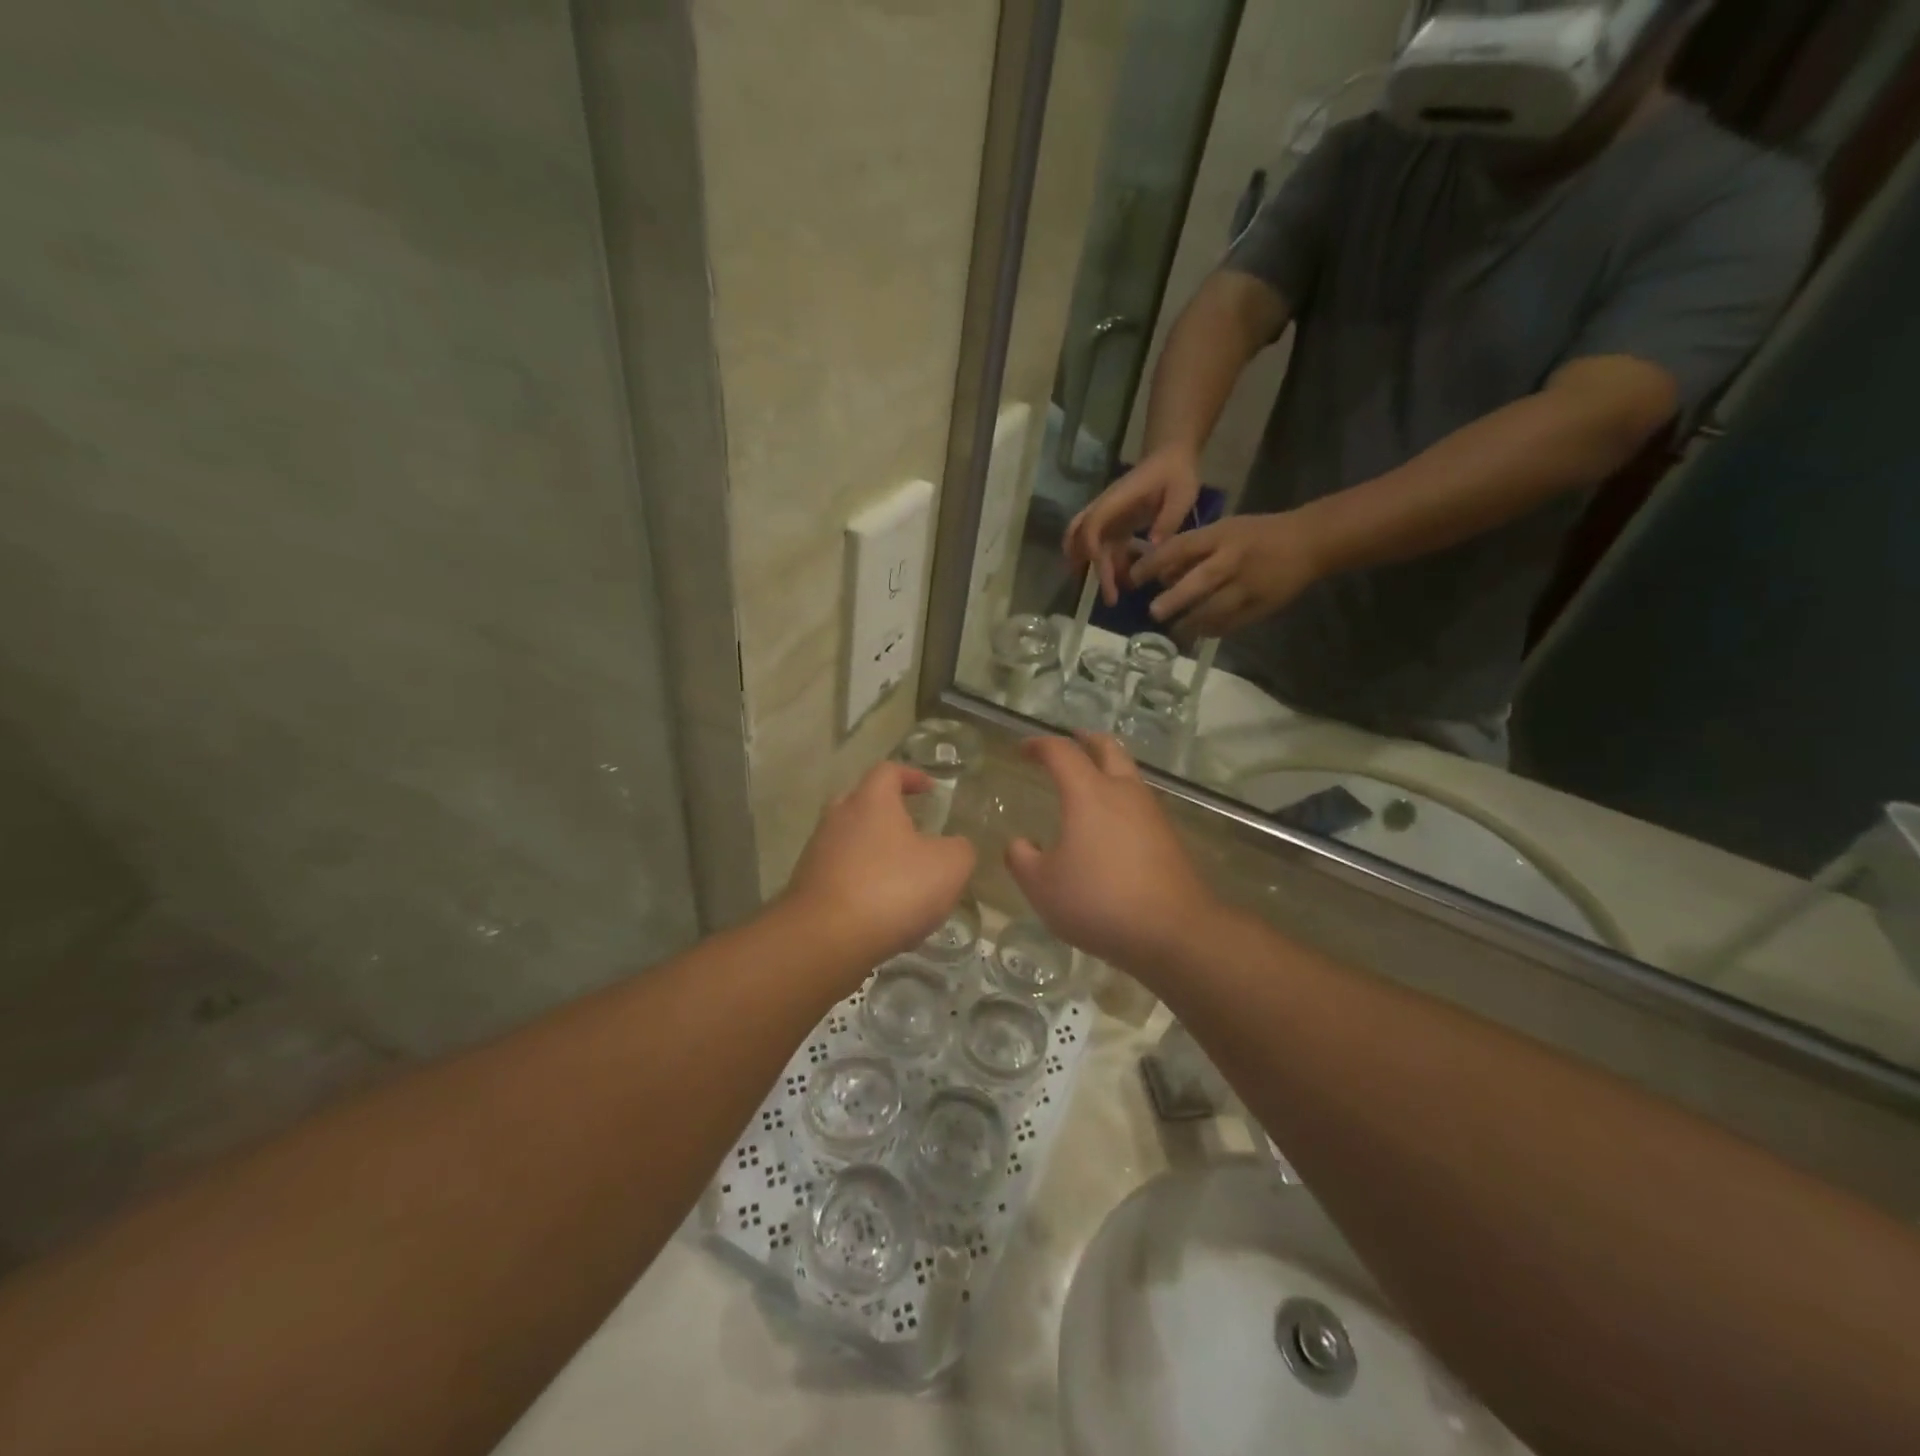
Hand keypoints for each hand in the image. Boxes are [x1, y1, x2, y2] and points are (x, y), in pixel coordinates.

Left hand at [782, 761, 976, 970]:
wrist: (825, 940)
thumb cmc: (892, 889)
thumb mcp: (949, 866)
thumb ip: (960, 849)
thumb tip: (954, 847)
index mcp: (871, 801)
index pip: (888, 771)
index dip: (911, 775)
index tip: (929, 788)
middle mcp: (838, 818)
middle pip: (862, 803)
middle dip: (887, 813)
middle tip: (913, 830)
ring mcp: (817, 853)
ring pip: (849, 841)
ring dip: (874, 852)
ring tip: (902, 877)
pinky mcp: (807, 887)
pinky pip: (840, 874)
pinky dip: (861, 882)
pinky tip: (881, 909)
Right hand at [1005, 736, 1217, 975]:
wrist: (1173, 931)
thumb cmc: (1099, 901)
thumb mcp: (1042, 886)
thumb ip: (1022, 859)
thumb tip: (1020, 843)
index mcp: (1089, 793)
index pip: (1061, 752)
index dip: (1039, 745)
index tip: (1022, 749)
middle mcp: (1123, 792)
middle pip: (1107, 748)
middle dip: (1085, 740)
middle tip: (1069, 740)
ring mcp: (1151, 813)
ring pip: (1128, 773)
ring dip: (1107, 767)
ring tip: (1088, 781)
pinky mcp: (1168, 837)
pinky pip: (1139, 803)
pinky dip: (1120, 797)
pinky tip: (1110, 823)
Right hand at [1064, 447, 1203, 605]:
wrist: (1171, 457)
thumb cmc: (1176, 473)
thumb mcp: (1182, 493)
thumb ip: (1168, 519)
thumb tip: (1153, 547)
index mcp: (1117, 500)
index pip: (1092, 524)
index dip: (1092, 547)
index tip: (1104, 570)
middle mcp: (1105, 509)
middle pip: (1078, 535)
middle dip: (1082, 563)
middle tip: (1098, 592)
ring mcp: (1108, 517)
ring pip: (1088, 545)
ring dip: (1096, 569)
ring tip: (1112, 596)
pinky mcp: (1115, 525)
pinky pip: (1105, 547)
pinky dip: (1109, 565)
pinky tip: (1124, 581)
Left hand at [1129, 511, 1318, 636]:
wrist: (1309, 543)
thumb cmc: (1257, 535)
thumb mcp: (1224, 530)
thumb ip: (1193, 552)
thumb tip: (1160, 575)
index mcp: (1221, 536)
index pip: (1181, 548)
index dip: (1154, 563)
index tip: (1134, 578)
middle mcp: (1233, 560)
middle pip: (1201, 581)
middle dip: (1175, 598)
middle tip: (1153, 612)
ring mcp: (1249, 585)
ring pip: (1216, 609)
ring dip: (1191, 623)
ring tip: (1173, 632)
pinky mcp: (1261, 606)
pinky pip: (1232, 623)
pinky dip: (1212, 630)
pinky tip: (1198, 635)